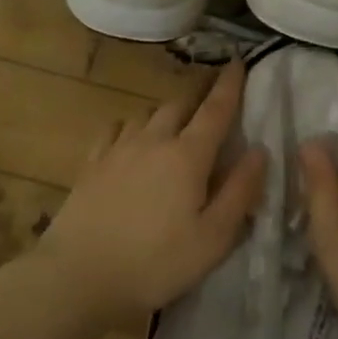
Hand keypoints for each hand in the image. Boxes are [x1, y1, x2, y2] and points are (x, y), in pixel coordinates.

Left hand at [37, 62, 266, 326]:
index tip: (239, 61)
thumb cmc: (156, 263)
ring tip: (175, 117)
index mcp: (188, 156)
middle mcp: (153, 140)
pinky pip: (115, 129)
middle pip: (180, 103)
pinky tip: (130, 136)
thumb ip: (240, 191)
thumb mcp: (214, 238)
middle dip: (199, 90)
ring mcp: (118, 149)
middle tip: (212, 86)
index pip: (216, 109)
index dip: (231, 84)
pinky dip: (131, 126)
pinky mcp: (91, 164)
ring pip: (147, 113)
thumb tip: (259, 150)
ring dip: (166, 109)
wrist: (78, 277)